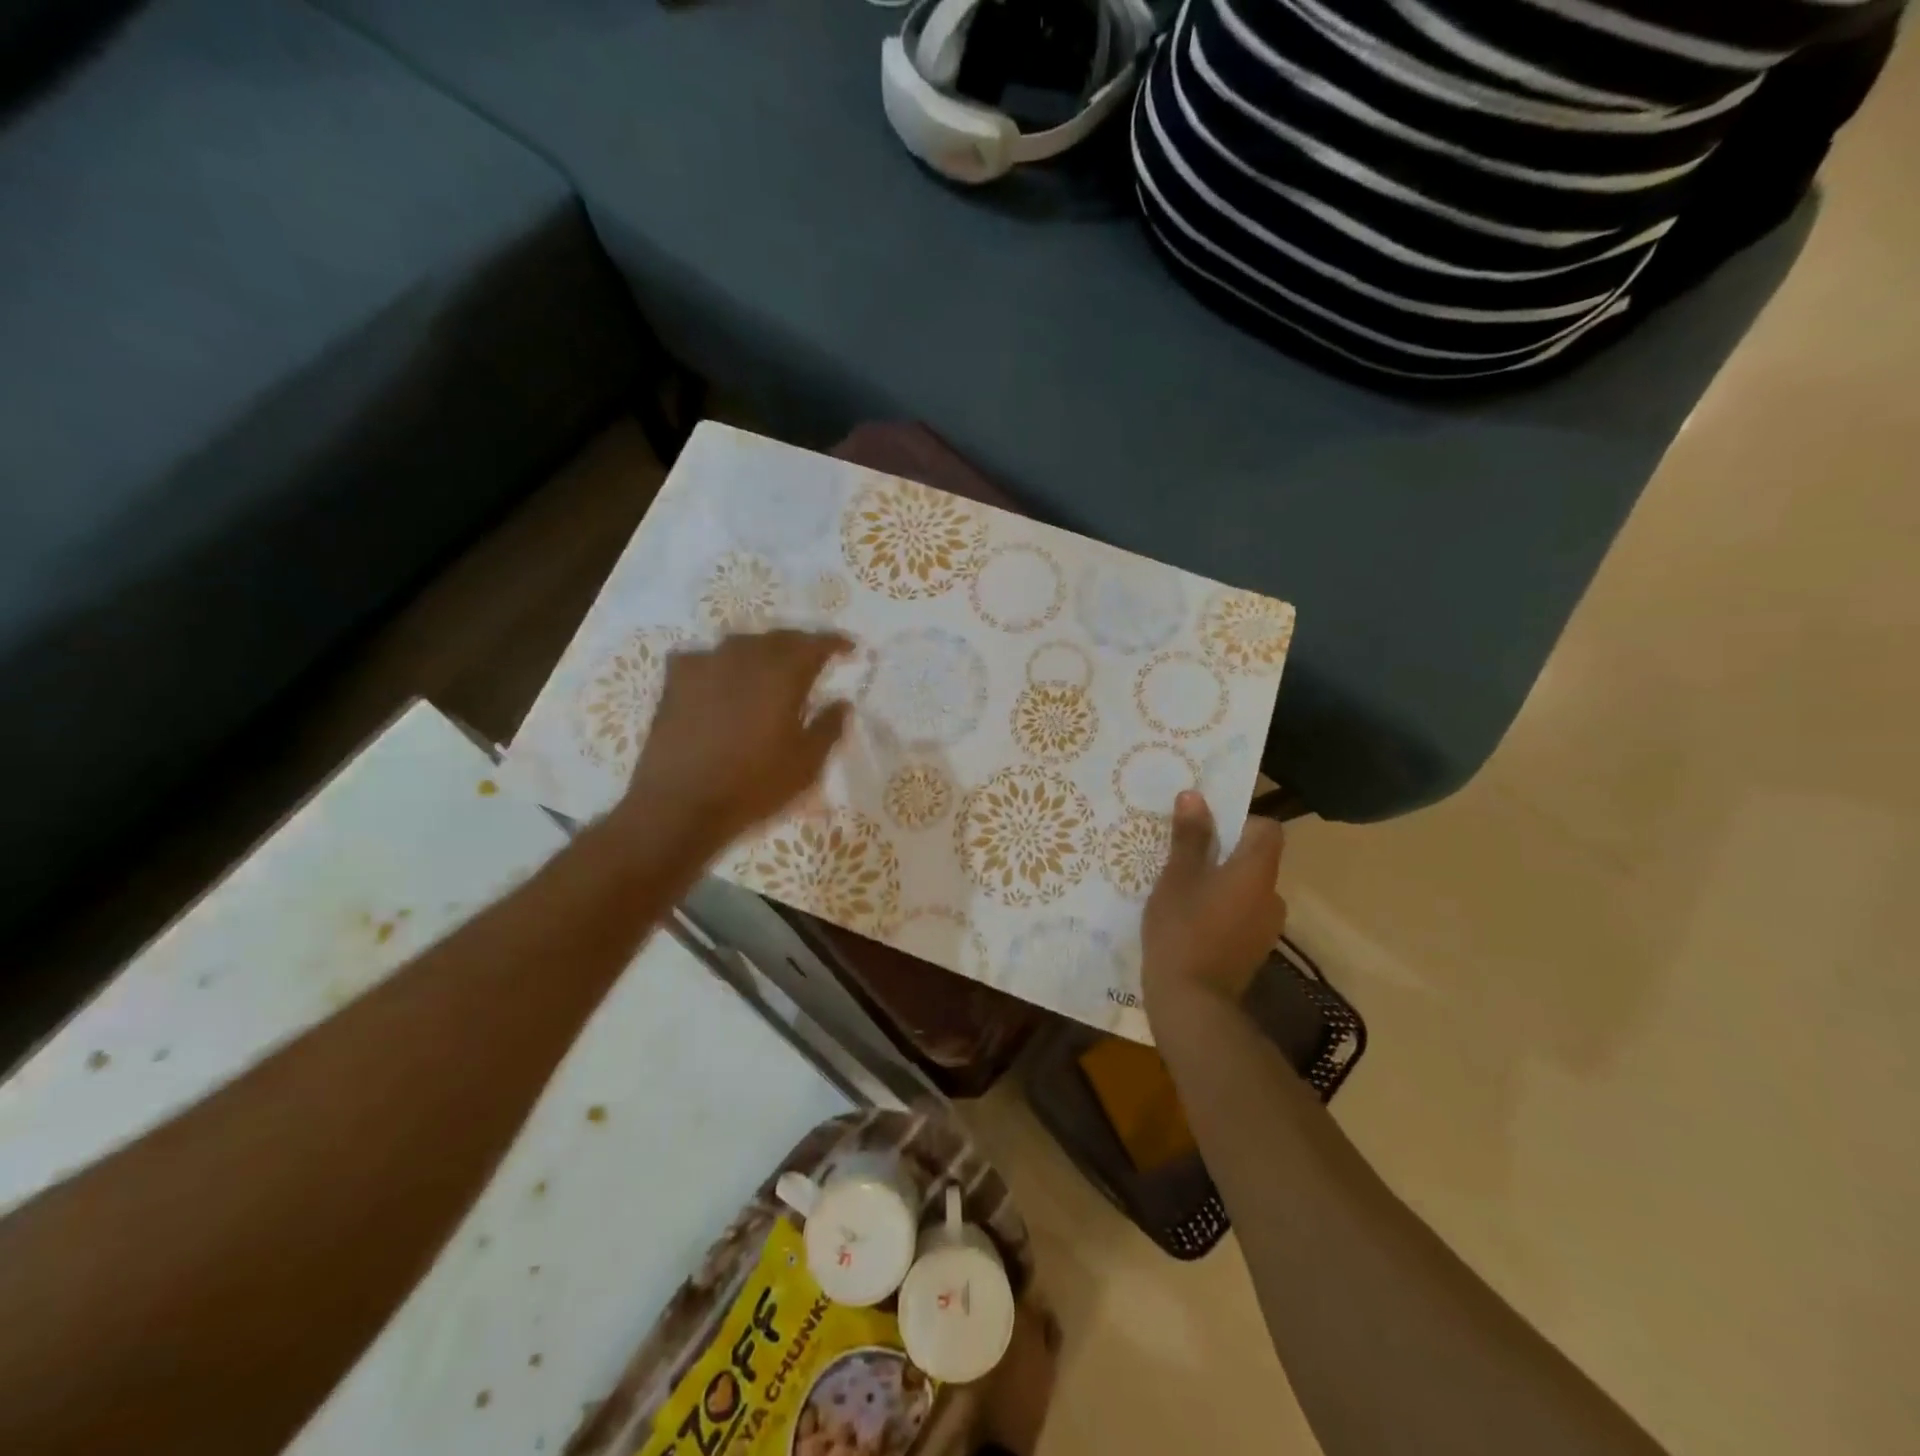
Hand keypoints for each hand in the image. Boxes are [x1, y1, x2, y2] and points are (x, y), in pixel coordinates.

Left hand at [617, 630, 852, 849]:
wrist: (679, 805)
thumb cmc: (753, 785)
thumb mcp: (806, 764)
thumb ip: (828, 727)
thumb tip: (841, 702)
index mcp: (782, 674)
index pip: (814, 644)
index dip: (834, 643)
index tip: (849, 649)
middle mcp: (744, 658)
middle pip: (778, 638)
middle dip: (800, 644)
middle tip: (814, 657)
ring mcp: (705, 665)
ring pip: (741, 644)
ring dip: (762, 650)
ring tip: (771, 666)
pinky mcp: (675, 682)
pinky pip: (704, 657)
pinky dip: (722, 662)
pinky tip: (721, 677)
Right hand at [1141, 790, 1286, 1001]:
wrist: (1192, 1002)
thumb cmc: (1183, 929)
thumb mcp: (1177, 877)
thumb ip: (1190, 837)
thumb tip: (1195, 796)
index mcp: (1257, 872)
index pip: (1268, 830)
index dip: (1241, 822)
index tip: (1207, 829)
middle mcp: (1272, 896)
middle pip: (1255, 860)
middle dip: (1224, 855)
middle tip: (1185, 860)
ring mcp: (1267, 928)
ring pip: (1247, 890)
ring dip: (1223, 886)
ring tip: (1184, 894)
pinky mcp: (1254, 952)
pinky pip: (1242, 916)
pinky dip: (1223, 912)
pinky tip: (1191, 924)